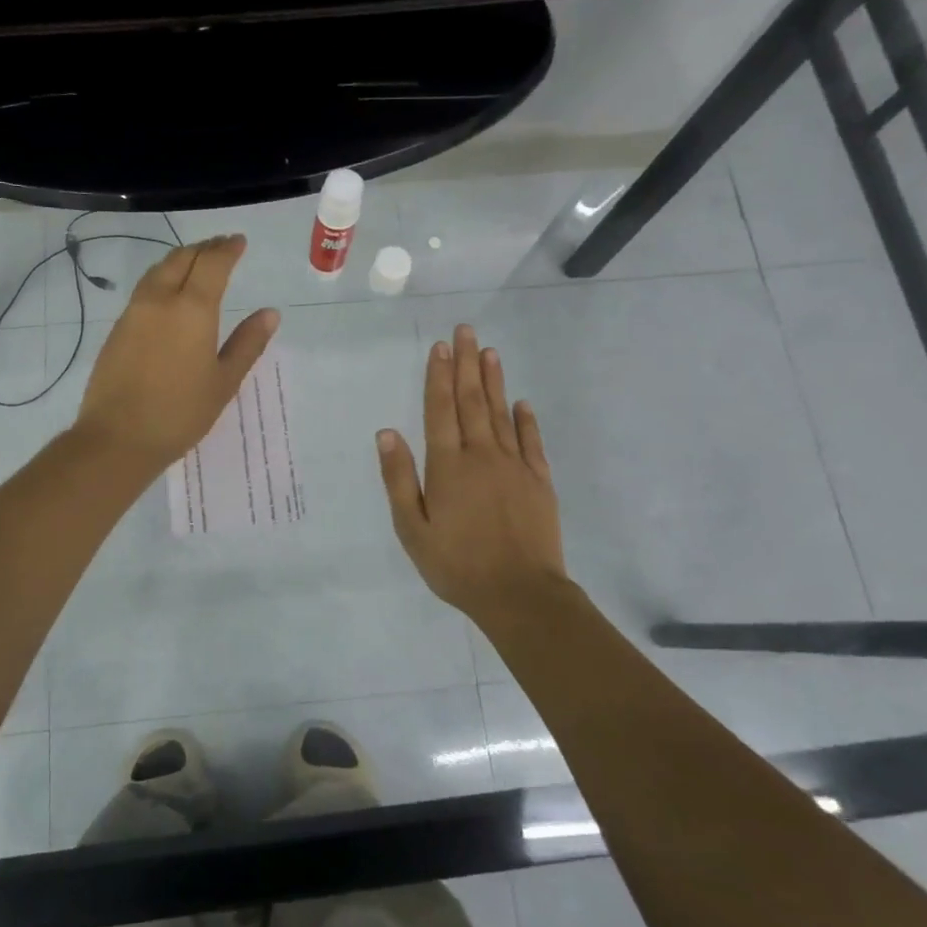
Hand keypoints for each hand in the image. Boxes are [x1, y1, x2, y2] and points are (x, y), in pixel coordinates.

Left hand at [75, 234, 279, 474]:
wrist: (118, 437)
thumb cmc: (180, 413)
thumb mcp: (224, 381)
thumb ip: (247, 343)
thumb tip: (270, 313)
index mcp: (193, 309)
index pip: (212, 263)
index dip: (227, 249)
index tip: (239, 242)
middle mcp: (160, 300)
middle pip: (182, 258)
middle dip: (204, 248)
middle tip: (221, 246)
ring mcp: (134, 312)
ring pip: (159, 270)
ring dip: (181, 259)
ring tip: (197, 262)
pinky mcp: (118, 328)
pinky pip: (144, 289)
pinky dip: (163, 278)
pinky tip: (170, 292)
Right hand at [376, 324, 568, 629]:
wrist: (520, 594)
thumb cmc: (456, 565)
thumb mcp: (412, 529)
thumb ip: (399, 479)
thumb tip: (387, 433)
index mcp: (447, 466)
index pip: (440, 410)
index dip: (438, 376)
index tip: (439, 347)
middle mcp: (481, 456)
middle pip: (472, 401)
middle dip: (466, 364)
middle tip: (465, 331)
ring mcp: (514, 466)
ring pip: (501, 414)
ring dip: (494, 381)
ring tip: (489, 351)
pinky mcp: (539, 481)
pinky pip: (531, 442)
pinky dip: (525, 420)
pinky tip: (522, 403)